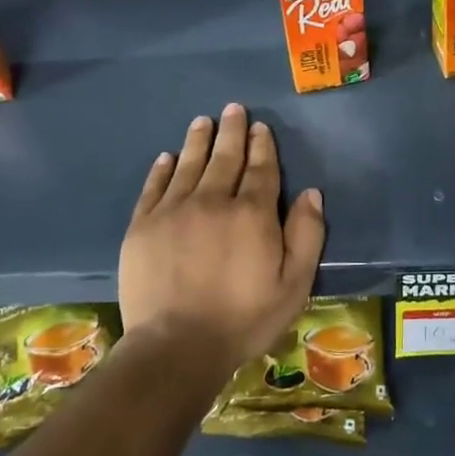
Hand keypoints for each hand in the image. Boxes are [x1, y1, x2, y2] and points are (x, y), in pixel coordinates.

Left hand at [119, 104, 325, 371]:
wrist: (177, 347)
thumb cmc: (244, 318)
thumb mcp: (294, 284)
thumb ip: (306, 235)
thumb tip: (311, 193)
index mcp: (252, 214)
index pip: (261, 170)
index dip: (262, 146)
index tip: (260, 127)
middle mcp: (213, 201)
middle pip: (225, 158)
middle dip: (232, 131)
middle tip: (233, 109)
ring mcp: (173, 211)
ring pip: (189, 165)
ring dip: (198, 141)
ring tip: (203, 121)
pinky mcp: (143, 227)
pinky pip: (154, 188)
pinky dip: (162, 169)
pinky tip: (167, 157)